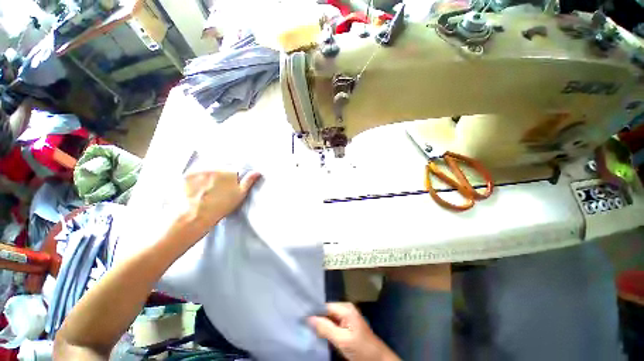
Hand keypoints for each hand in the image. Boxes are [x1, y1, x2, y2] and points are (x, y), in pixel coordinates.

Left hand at [175, 169, 260, 235]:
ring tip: (206, 190)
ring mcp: (200, 170)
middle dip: (220, 175)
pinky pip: (195, 173)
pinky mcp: (187, 174)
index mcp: (229, 172)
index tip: (229, 186)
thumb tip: (257, 172)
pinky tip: (196, 189)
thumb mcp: (239, 194)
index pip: (234, 169)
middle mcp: (215, 167)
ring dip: (208, 176)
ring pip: (208, 170)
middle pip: (220, 168)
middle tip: (218, 189)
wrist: (194, 216)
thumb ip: (249, 181)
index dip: (232, 177)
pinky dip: (196, 179)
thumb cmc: (220, 206)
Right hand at [308, 303, 399, 360]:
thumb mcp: (342, 340)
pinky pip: (333, 323)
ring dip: (320, 324)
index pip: (325, 306)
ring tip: (307, 327)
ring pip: (329, 318)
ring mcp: (346, 317)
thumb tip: (308, 318)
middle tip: (302, 323)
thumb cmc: (361, 349)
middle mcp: (345, 309)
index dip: (313, 311)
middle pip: (326, 311)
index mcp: (345, 308)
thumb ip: (326, 328)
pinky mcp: (347, 325)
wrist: (378, 359)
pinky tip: (318, 332)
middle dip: (316, 317)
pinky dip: (326, 328)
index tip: (301, 316)